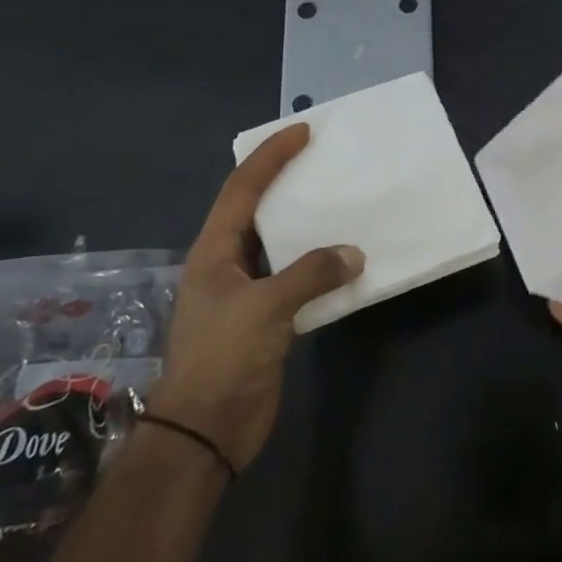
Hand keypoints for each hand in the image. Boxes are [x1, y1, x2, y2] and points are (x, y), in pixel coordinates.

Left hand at [149, 124, 362, 468]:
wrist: (207, 429)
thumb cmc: (224, 356)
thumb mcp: (265, 307)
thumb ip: (311, 273)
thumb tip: (354, 254)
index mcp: (214, 250)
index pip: (243, 189)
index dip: (270, 157)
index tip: (302, 131)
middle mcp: (228, 263)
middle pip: (259, 210)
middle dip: (288, 183)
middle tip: (325, 161)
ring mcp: (248, 291)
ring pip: (282, 245)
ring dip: (309, 226)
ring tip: (342, 203)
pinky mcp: (268, 318)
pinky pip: (298, 279)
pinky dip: (322, 266)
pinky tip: (347, 260)